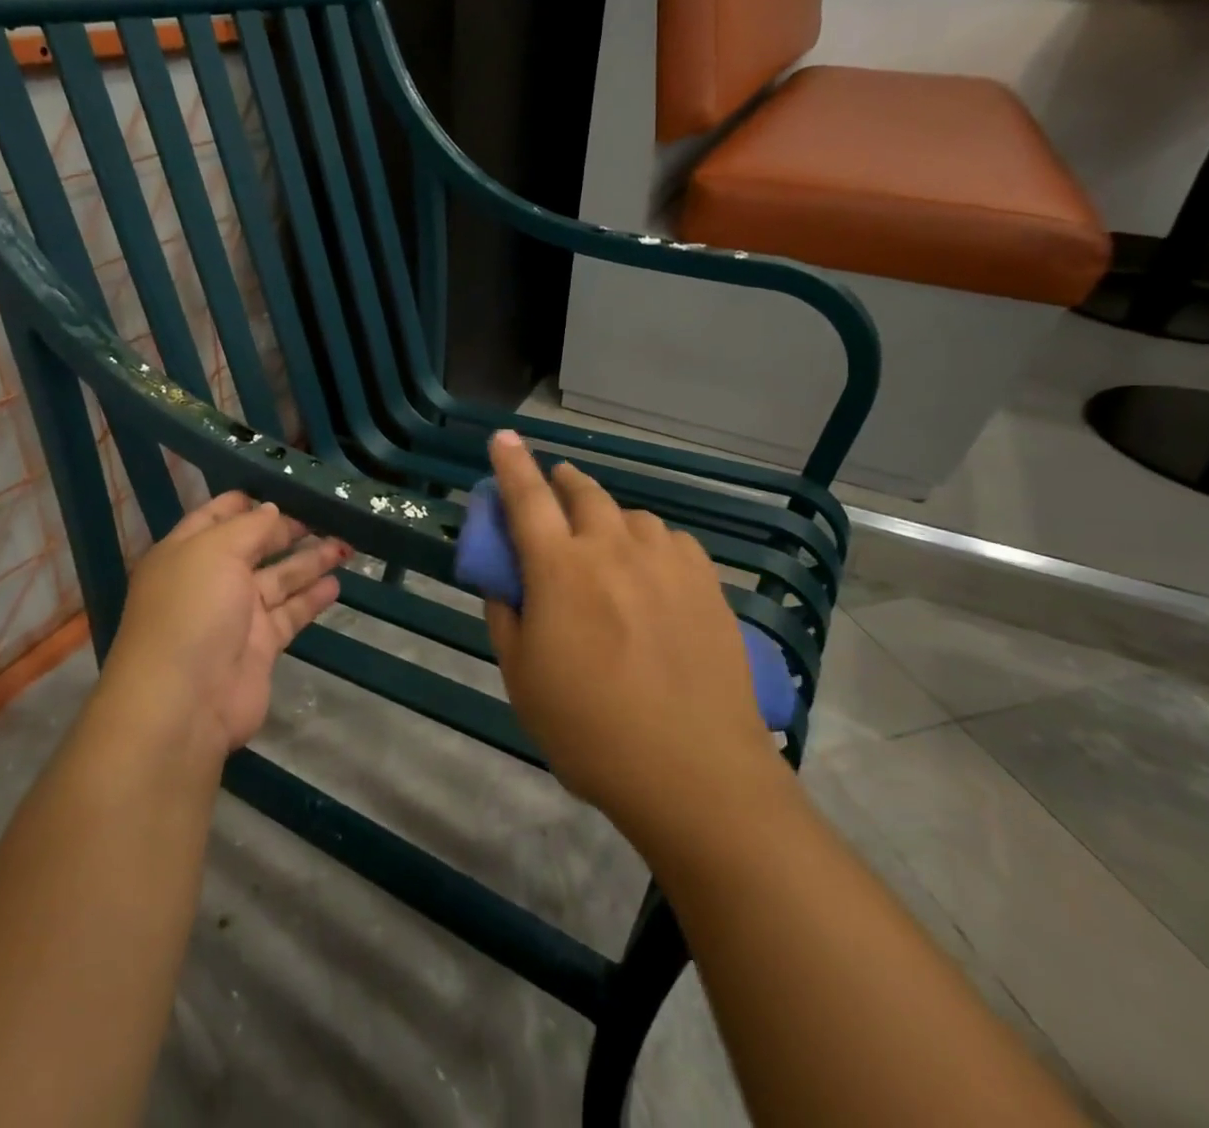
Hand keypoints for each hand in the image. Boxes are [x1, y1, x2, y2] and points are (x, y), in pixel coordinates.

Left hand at [93, 492, 350, 762]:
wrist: (184, 703)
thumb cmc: (192, 611)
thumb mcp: (216, 551)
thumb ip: (249, 527)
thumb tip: (272, 510)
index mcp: (186, 552)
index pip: (217, 516)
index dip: (248, 502)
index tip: (284, 488)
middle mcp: (210, 580)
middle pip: (254, 547)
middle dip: (288, 530)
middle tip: (327, 514)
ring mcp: (236, 615)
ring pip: (279, 579)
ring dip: (309, 561)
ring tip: (345, 544)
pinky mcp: (260, 646)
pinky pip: (290, 613)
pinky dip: (312, 598)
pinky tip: (336, 583)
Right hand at [483, 431, 780, 849]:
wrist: (695, 772)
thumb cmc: (591, 731)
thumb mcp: (522, 679)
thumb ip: (506, 617)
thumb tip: (506, 583)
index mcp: (560, 569)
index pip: (527, 498)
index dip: (510, 463)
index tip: (503, 436)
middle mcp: (613, 549)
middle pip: (582, 492)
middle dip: (561, 482)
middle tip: (553, 490)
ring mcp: (666, 562)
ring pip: (630, 515)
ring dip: (607, 517)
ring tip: (605, 545)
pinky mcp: (706, 583)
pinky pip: (670, 540)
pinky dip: (650, 542)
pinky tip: (652, 572)